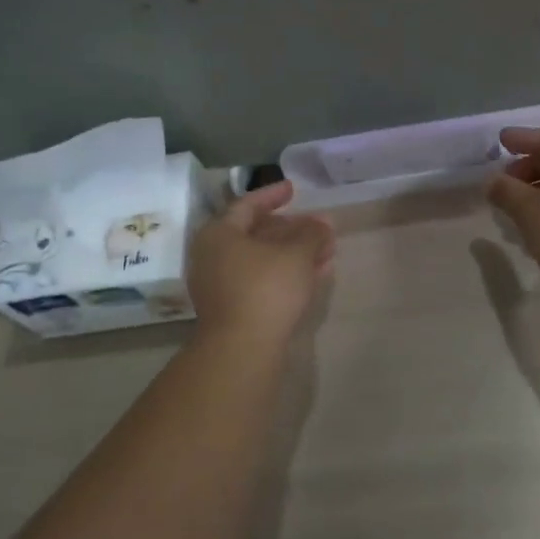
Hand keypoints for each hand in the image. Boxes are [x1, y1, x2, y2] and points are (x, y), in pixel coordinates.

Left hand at [188, 181, 334, 346]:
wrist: (242, 349)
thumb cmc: (266, 289)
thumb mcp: (296, 255)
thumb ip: (312, 234)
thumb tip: (323, 223)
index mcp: (219, 234)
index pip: (247, 204)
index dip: (274, 195)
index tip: (295, 189)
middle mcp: (213, 256)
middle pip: (256, 234)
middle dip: (292, 229)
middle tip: (319, 226)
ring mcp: (221, 285)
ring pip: (262, 260)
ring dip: (294, 253)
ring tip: (326, 251)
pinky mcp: (233, 309)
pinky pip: (262, 281)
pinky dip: (286, 274)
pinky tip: (314, 275)